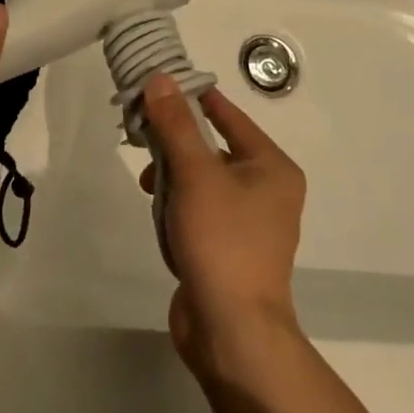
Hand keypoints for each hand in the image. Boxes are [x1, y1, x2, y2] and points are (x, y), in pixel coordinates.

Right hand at [138, 75, 305, 374]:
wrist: (232, 334)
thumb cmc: (222, 242)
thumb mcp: (195, 174)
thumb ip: (176, 124)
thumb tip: (161, 78)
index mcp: (272, 166)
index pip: (228, 115)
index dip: (193, 97)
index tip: (157, 85)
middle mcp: (267, 189)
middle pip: (213, 147)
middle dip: (176, 143)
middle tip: (141, 136)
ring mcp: (250, 223)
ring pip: (203, 180)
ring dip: (173, 178)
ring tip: (148, 185)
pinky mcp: (230, 249)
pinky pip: (200, 211)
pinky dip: (179, 208)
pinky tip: (161, 219)